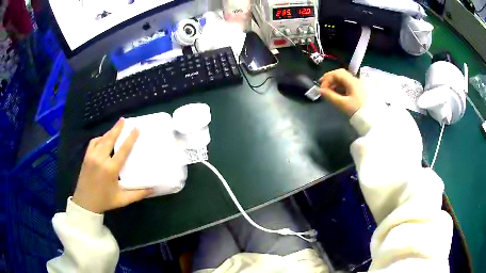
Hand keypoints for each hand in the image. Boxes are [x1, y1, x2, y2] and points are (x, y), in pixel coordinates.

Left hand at [72, 118, 153, 213]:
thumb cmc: (105, 201)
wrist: (85, 203)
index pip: (123, 150)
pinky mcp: (86, 158)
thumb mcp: (122, 199)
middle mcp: (100, 159)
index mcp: (110, 169)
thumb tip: (152, 188)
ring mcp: (91, 157)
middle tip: (124, 119)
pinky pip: (93, 143)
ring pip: (101, 139)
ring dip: (109, 132)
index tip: (136, 128)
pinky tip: (102, 138)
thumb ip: (137, 194)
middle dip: (117, 128)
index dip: (130, 138)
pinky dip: (99, 138)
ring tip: (115, 127)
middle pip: (110, 139)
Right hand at [319, 69, 366, 116]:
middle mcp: (355, 80)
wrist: (372, 119)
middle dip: (330, 79)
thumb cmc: (357, 111)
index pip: (336, 73)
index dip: (327, 78)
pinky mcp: (360, 91)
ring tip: (329, 91)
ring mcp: (358, 85)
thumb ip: (330, 96)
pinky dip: (340, 87)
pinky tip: (337, 94)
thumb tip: (319, 90)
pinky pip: (348, 85)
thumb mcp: (342, 104)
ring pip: (344, 79)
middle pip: (340, 74)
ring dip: (335, 83)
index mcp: (352, 81)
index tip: (322, 88)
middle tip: (322, 86)